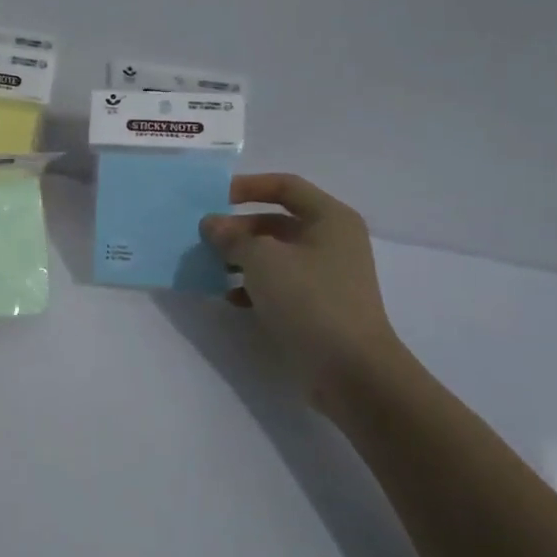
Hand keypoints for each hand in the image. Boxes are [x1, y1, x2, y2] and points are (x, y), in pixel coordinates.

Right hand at [199, 174, 411, 410]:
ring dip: (242, 259)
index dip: (248, 186)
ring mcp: (326, 275)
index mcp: (329, 218)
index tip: (214, 198)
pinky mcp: (318, 306)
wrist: (351, 371)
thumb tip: (211, 224)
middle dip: (238, 229)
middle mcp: (332, 241)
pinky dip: (254, 286)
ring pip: (275, 255)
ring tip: (211, 268)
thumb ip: (232, 237)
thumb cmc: (310, 300)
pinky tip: (231, 298)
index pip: (285, 186)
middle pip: (276, 222)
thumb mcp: (263, 260)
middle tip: (205, 240)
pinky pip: (280, 284)